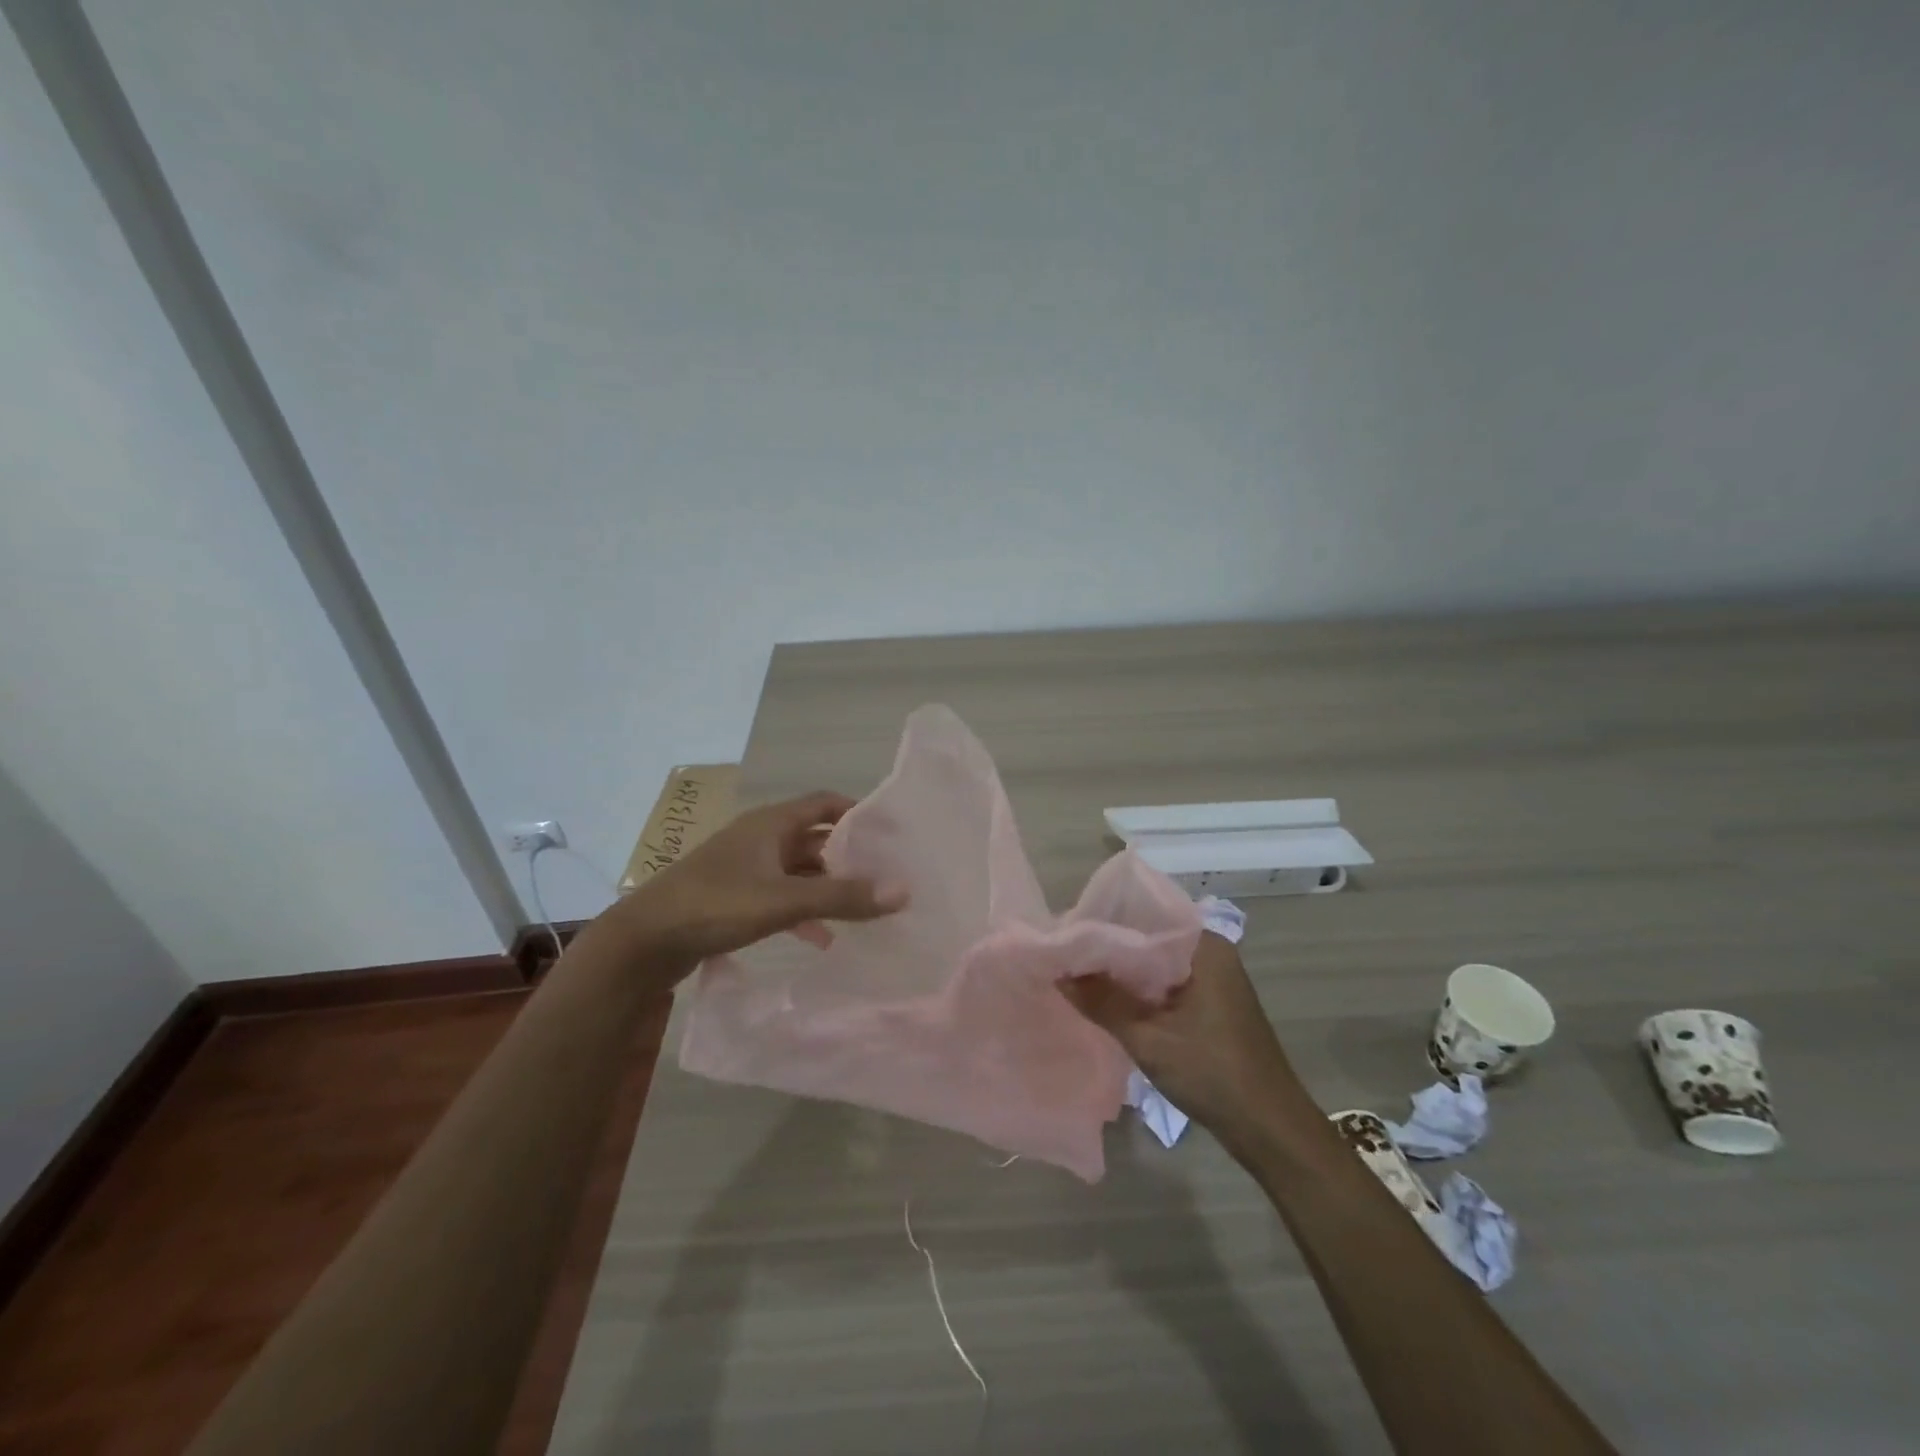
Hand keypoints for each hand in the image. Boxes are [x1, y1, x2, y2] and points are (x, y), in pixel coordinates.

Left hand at [618, 790, 906, 970]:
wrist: (642, 942)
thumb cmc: (715, 905)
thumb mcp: (785, 901)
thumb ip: (843, 896)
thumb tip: (904, 890)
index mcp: (770, 823)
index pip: (824, 803)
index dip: (857, 813)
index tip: (889, 834)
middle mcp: (759, 838)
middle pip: (815, 838)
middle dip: (848, 858)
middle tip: (884, 878)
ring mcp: (744, 868)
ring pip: (798, 871)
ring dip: (827, 888)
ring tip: (861, 911)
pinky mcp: (733, 897)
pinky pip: (780, 896)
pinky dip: (803, 911)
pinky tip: (821, 939)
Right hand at [1062, 932, 1303, 1146]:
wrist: (1270, 1129)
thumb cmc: (1212, 1073)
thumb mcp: (1148, 1038)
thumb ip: (1102, 1002)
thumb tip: (1059, 972)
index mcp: (1204, 946)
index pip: (1144, 916)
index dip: (1104, 923)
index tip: (1067, 932)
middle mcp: (1210, 953)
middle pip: (1149, 940)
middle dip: (1109, 949)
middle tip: (1065, 953)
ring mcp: (1213, 979)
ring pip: (1156, 965)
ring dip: (1123, 973)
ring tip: (1077, 973)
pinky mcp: (1210, 1004)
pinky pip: (1166, 985)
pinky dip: (1140, 991)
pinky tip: (1109, 999)